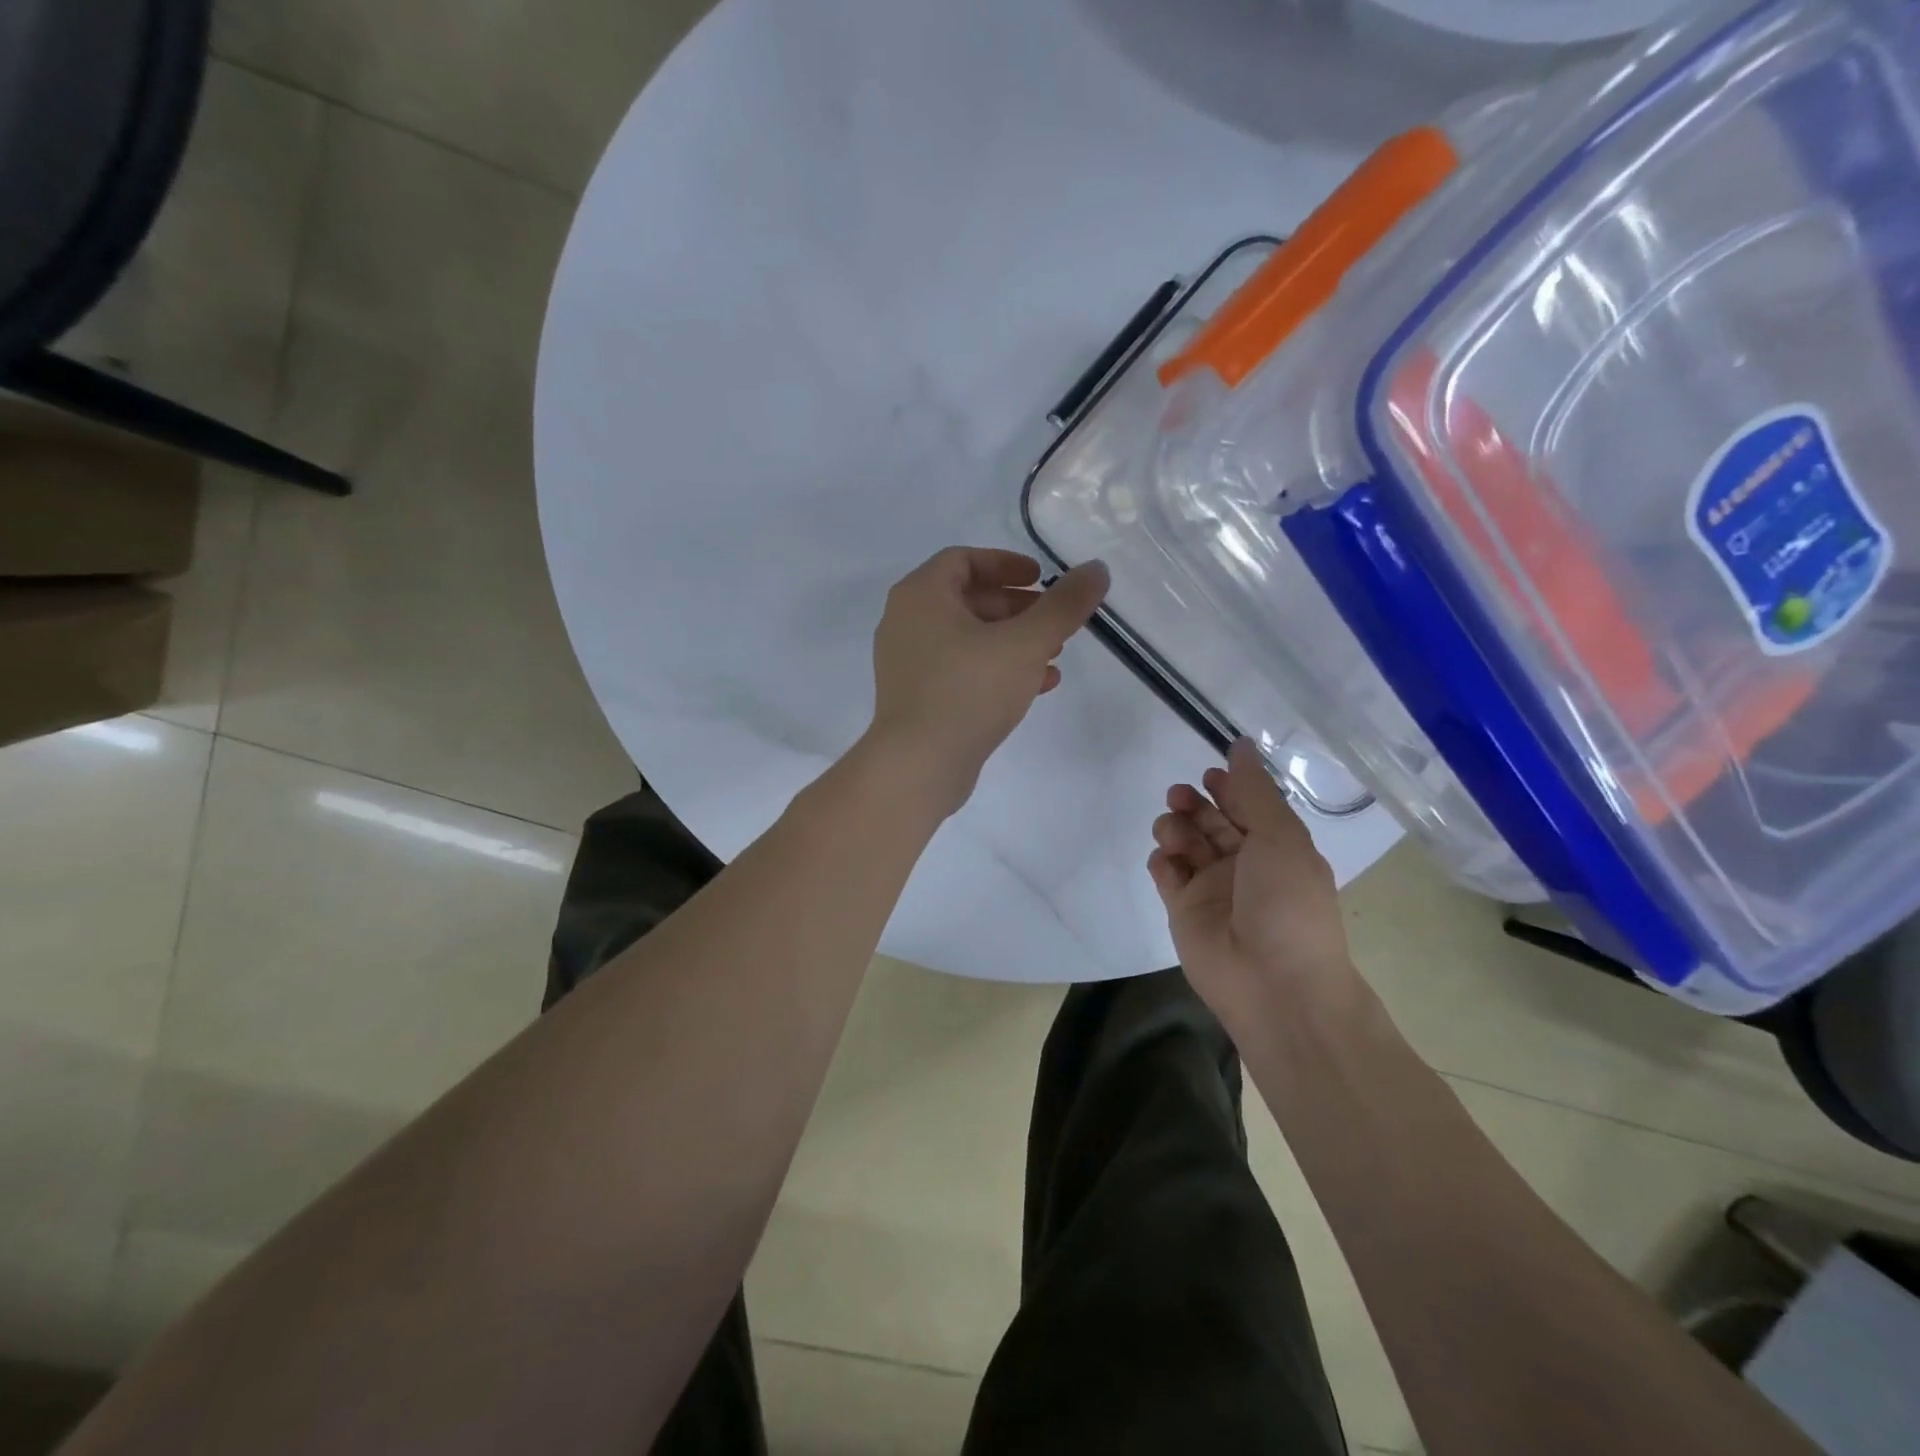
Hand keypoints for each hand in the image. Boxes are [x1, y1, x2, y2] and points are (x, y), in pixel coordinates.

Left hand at [868, 548, 1108, 815]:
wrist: (919, 766)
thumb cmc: (969, 690)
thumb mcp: (1026, 643)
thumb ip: (1064, 605)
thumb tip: (1097, 569)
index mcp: (921, 595)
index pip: (964, 560)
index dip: (1006, 563)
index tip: (1041, 578)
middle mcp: (906, 622)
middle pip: (968, 599)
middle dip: (1017, 607)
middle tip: (1055, 620)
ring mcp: (907, 663)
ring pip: (967, 638)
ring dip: (1012, 641)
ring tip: (1055, 654)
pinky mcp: (917, 698)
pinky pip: (960, 670)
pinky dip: (995, 669)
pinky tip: (1036, 686)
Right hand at [1148, 738, 1358, 1032]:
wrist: (1273, 984)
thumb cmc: (1286, 903)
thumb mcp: (1280, 837)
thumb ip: (1254, 790)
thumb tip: (1240, 743)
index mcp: (1276, 848)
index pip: (1247, 807)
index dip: (1228, 786)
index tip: (1210, 773)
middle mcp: (1243, 865)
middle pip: (1211, 821)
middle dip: (1194, 803)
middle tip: (1180, 797)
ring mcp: (1211, 888)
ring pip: (1185, 842)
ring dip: (1176, 827)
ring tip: (1175, 832)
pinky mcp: (1183, 910)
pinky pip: (1166, 873)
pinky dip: (1162, 859)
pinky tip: (1168, 860)